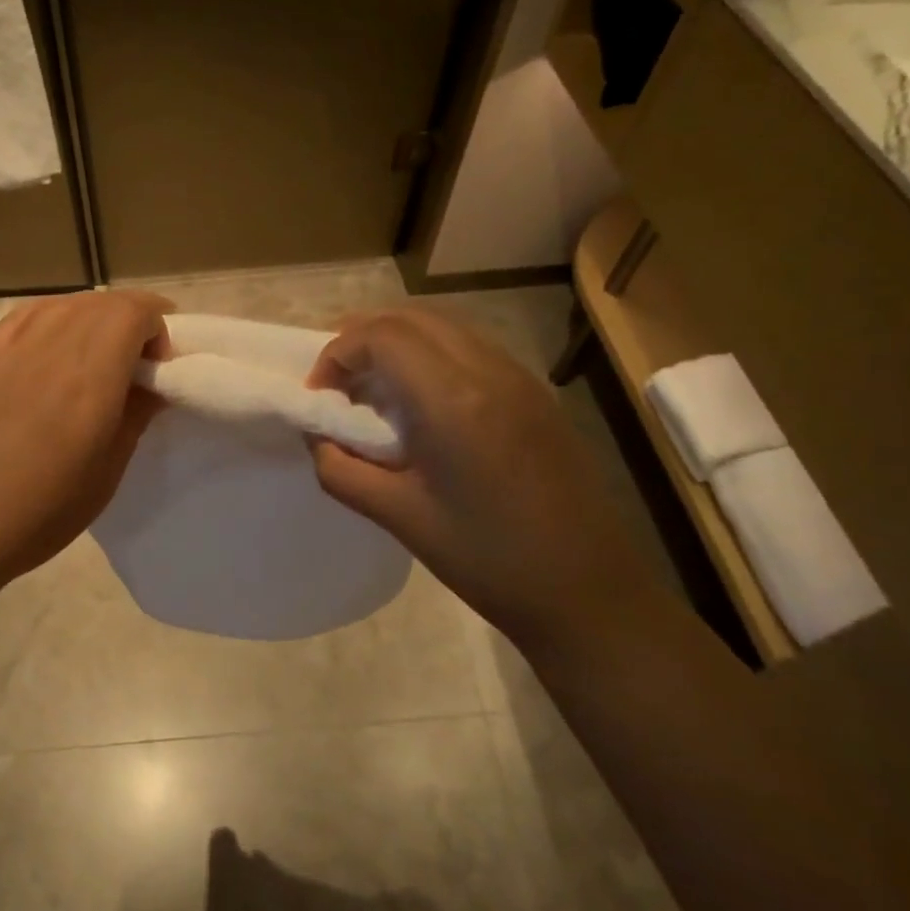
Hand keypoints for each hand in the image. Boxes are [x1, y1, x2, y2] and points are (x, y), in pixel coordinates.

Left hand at [0, 291, 170, 603]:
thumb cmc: (39, 512)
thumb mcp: (107, 473)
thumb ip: (136, 415)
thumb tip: (153, 382)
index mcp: (90, 376)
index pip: (134, 312)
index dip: (159, 326)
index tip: (160, 367)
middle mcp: (51, 345)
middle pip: (103, 302)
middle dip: (132, 320)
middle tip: (137, 363)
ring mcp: (10, 345)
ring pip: (67, 304)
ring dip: (95, 318)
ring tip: (97, 356)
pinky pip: (29, 315)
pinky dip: (56, 319)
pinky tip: (54, 348)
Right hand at [307, 309, 656, 647]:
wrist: (590, 593)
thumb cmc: (489, 560)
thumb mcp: (400, 517)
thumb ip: (342, 470)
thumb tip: (319, 438)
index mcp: (453, 399)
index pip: (380, 336)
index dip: (337, 354)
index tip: (319, 397)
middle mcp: (489, 371)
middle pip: (410, 318)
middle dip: (362, 339)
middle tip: (337, 384)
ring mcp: (520, 378)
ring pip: (443, 327)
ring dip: (397, 344)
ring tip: (373, 393)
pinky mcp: (536, 395)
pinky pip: (470, 349)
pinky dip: (430, 357)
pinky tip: (421, 406)